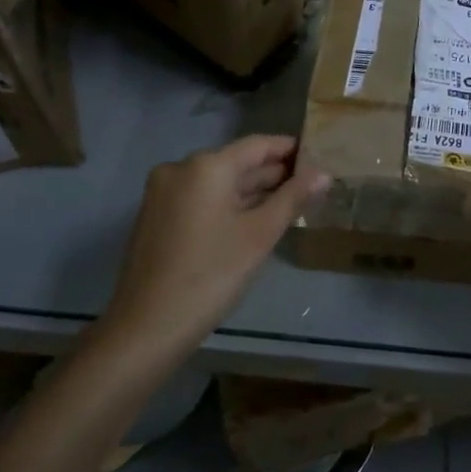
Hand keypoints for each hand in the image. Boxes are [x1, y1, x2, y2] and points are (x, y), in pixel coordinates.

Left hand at [102, 135, 327, 357]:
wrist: (147, 326)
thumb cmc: (211, 274)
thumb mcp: (259, 235)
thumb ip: (292, 198)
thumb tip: (323, 173)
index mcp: (206, 165)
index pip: (257, 145)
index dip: (289, 149)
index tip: (318, 156)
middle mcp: (181, 168)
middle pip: (236, 162)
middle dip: (272, 173)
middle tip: (310, 184)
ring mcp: (164, 192)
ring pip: (218, 182)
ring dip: (251, 190)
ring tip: (290, 201)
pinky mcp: (156, 216)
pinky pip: (200, 198)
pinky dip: (227, 204)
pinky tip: (252, 219)